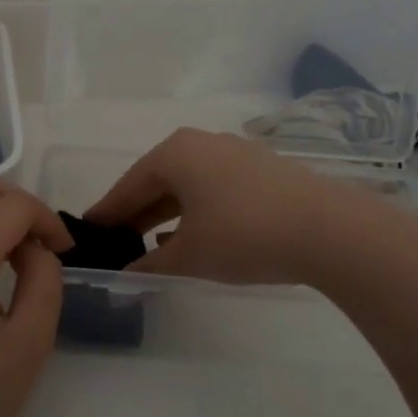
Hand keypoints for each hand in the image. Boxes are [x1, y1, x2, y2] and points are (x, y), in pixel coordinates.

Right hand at [85, 128, 360, 286]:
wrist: (329, 230)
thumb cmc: (244, 236)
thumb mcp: (190, 257)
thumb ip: (150, 264)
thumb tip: (126, 273)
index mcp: (175, 154)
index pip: (129, 185)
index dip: (107, 212)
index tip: (88, 231)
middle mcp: (202, 143)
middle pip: (158, 180)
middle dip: (136, 212)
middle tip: (116, 240)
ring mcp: (236, 152)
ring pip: (188, 183)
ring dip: (167, 212)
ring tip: (150, 243)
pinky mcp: (263, 169)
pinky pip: (215, 187)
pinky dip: (197, 209)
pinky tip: (195, 234)